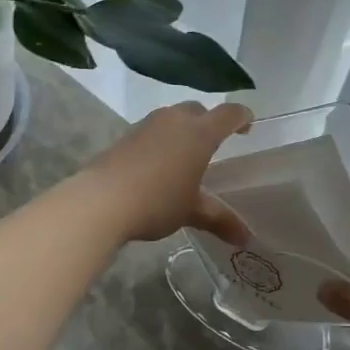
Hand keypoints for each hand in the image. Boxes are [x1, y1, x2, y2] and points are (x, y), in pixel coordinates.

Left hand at [82, 101, 255, 246]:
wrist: (101, 201)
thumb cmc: (157, 201)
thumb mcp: (192, 212)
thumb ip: (220, 219)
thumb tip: (246, 238)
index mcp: (199, 133)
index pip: (229, 114)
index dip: (242, 117)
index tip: (248, 125)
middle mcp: (175, 120)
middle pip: (199, 110)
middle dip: (210, 121)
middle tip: (216, 142)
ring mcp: (147, 125)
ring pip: (173, 117)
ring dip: (183, 128)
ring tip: (186, 153)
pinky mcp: (126, 135)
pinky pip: (153, 130)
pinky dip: (162, 139)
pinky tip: (158, 163)